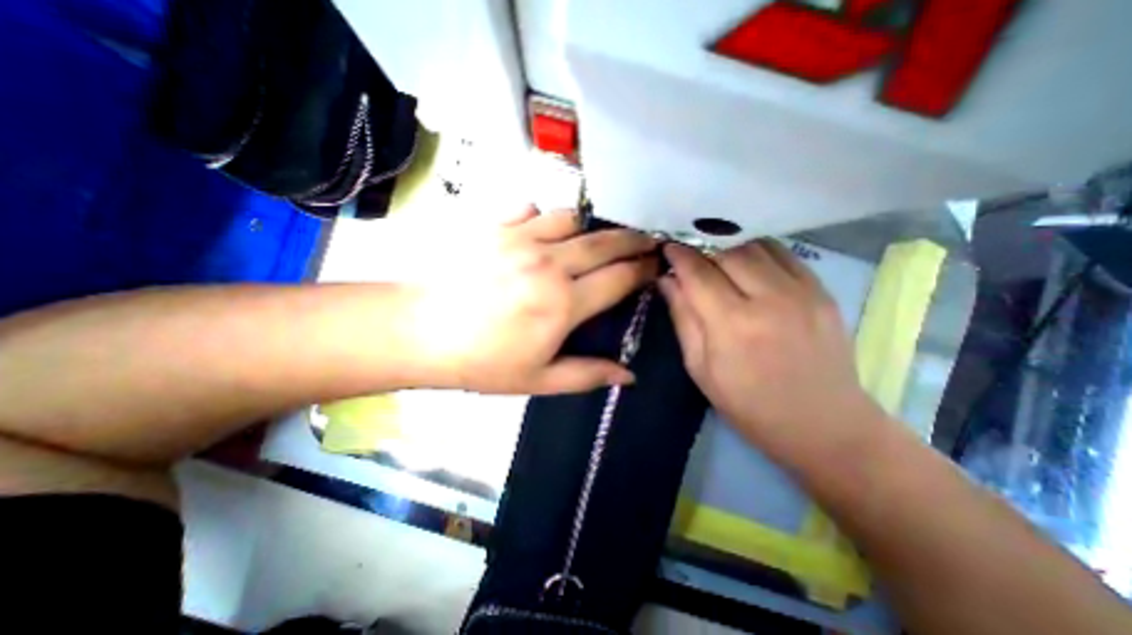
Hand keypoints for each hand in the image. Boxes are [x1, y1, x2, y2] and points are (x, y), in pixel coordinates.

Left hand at [402, 208, 659, 393]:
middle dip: (633, 239)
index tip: (655, 267)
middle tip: (646, 241)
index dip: (643, 270)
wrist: (420, 332)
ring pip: (571, 219)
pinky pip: (531, 209)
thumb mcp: (538, 380)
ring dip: (588, 228)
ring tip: (590, 240)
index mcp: (564, 304)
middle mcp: (549, 264)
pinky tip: (541, 231)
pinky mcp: (495, 227)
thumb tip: (628, 376)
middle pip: (605, 242)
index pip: (619, 279)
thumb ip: (588, 374)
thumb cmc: (481, 363)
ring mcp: (521, 239)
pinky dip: (544, 218)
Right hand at [661, 242, 887, 467]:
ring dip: (729, 245)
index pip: (698, 273)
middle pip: (727, 251)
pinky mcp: (822, 291)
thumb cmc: (748, 404)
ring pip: (756, 246)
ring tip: (714, 254)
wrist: (823, 424)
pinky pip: (784, 254)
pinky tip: (747, 261)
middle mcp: (769, 299)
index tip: (666, 247)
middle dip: (701, 246)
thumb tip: (667, 281)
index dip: (678, 255)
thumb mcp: (700, 368)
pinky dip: (758, 250)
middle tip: (688, 251)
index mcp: (732, 324)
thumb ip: (683, 318)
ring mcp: (802, 291)